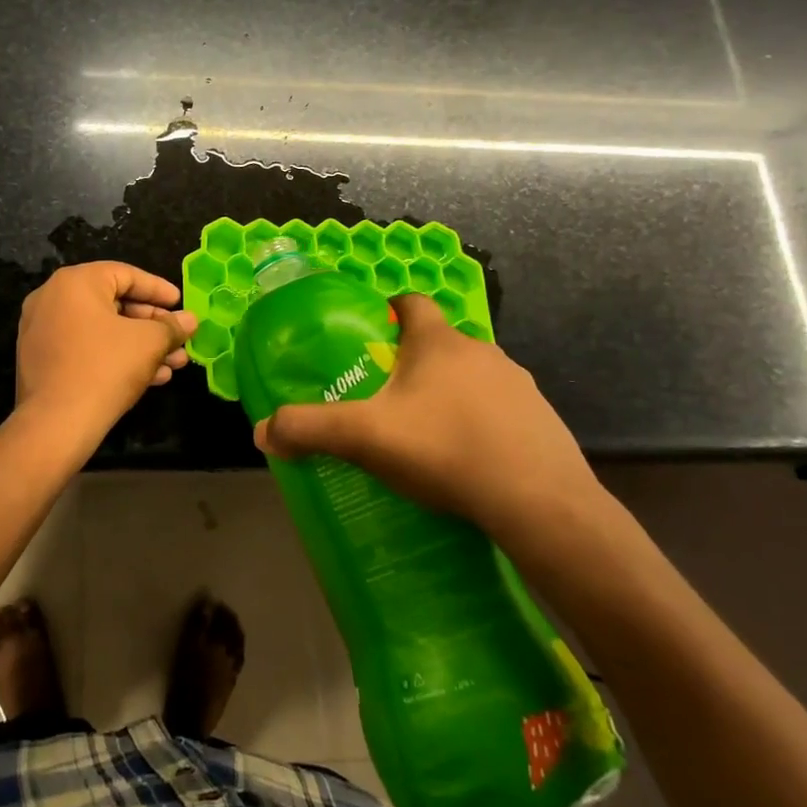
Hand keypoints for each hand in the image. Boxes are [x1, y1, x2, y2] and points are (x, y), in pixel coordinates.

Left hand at [15, 262, 197, 438]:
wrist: (56, 424)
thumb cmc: (105, 368)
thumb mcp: (148, 343)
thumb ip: (172, 327)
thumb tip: (190, 320)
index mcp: (75, 282)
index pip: (125, 274)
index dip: (158, 289)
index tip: (181, 304)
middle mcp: (52, 299)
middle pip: (113, 304)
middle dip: (153, 325)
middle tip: (179, 340)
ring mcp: (43, 331)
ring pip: (102, 331)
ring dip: (140, 345)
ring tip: (174, 364)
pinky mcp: (42, 361)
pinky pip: (85, 349)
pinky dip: (115, 356)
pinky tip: (150, 378)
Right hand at [252, 293, 611, 553]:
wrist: (539, 503)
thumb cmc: (445, 449)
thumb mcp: (364, 438)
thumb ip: (308, 429)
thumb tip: (262, 432)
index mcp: (438, 342)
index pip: (413, 303)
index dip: (391, 310)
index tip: (373, 334)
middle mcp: (482, 352)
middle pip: (440, 343)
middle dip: (414, 363)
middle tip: (387, 398)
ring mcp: (520, 385)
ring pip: (472, 377)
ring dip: (450, 394)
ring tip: (427, 434)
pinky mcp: (543, 421)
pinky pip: (501, 411)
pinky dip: (482, 424)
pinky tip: (468, 460)